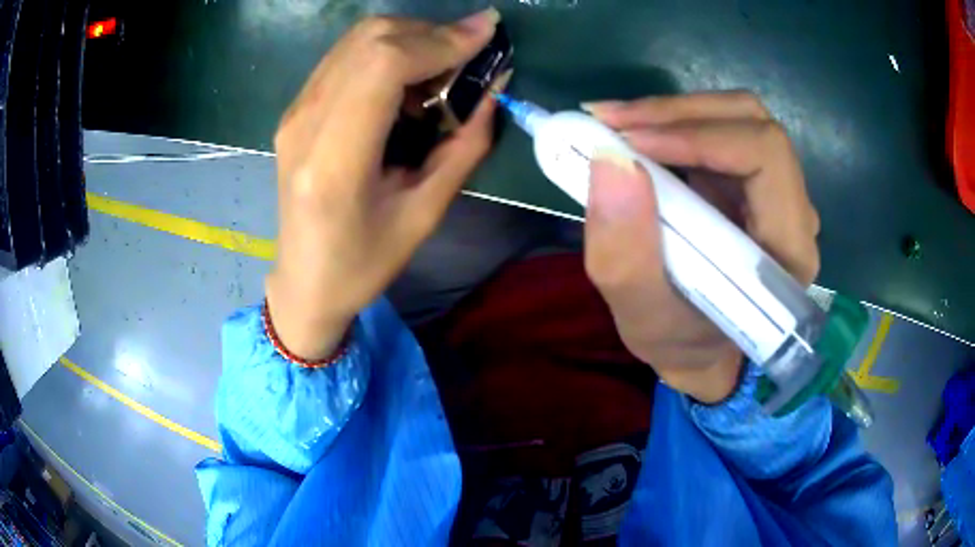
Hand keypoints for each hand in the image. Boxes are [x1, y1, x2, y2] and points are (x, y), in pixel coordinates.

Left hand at [266, 10, 500, 359]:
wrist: (304, 281)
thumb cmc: (364, 263)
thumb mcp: (426, 214)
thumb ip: (465, 145)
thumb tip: (494, 85)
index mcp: (334, 161)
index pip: (383, 65)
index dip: (440, 40)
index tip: (486, 34)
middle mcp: (305, 123)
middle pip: (370, 40)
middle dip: (431, 33)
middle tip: (470, 52)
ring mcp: (295, 111)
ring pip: (357, 40)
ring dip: (411, 39)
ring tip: (444, 66)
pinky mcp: (296, 109)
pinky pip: (346, 56)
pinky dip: (386, 51)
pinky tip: (408, 79)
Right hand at [582, 92, 820, 402]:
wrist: (701, 350)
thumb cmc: (682, 343)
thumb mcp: (643, 319)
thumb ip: (625, 255)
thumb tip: (610, 160)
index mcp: (788, 249)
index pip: (764, 155)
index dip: (698, 136)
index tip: (629, 143)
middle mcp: (794, 211)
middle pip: (753, 122)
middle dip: (678, 112)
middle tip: (609, 121)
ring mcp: (774, 191)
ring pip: (737, 118)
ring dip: (673, 113)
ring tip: (616, 125)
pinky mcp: (750, 182)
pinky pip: (719, 131)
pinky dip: (674, 124)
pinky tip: (636, 136)